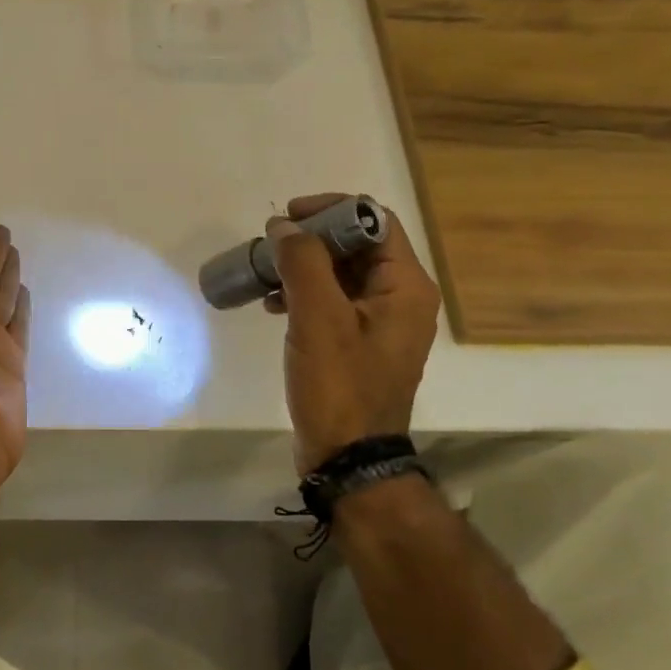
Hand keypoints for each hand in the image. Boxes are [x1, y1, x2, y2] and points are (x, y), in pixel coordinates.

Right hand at [264, 193, 441, 473]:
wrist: (348, 459)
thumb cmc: (339, 387)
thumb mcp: (318, 319)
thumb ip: (303, 263)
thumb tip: (284, 226)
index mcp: (405, 287)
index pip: (375, 221)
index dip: (331, 210)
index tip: (288, 216)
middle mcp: (400, 298)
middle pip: (356, 245)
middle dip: (310, 240)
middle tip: (270, 246)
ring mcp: (379, 323)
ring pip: (340, 273)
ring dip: (302, 267)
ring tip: (264, 275)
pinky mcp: (358, 343)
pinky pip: (332, 302)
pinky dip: (303, 294)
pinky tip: (272, 304)